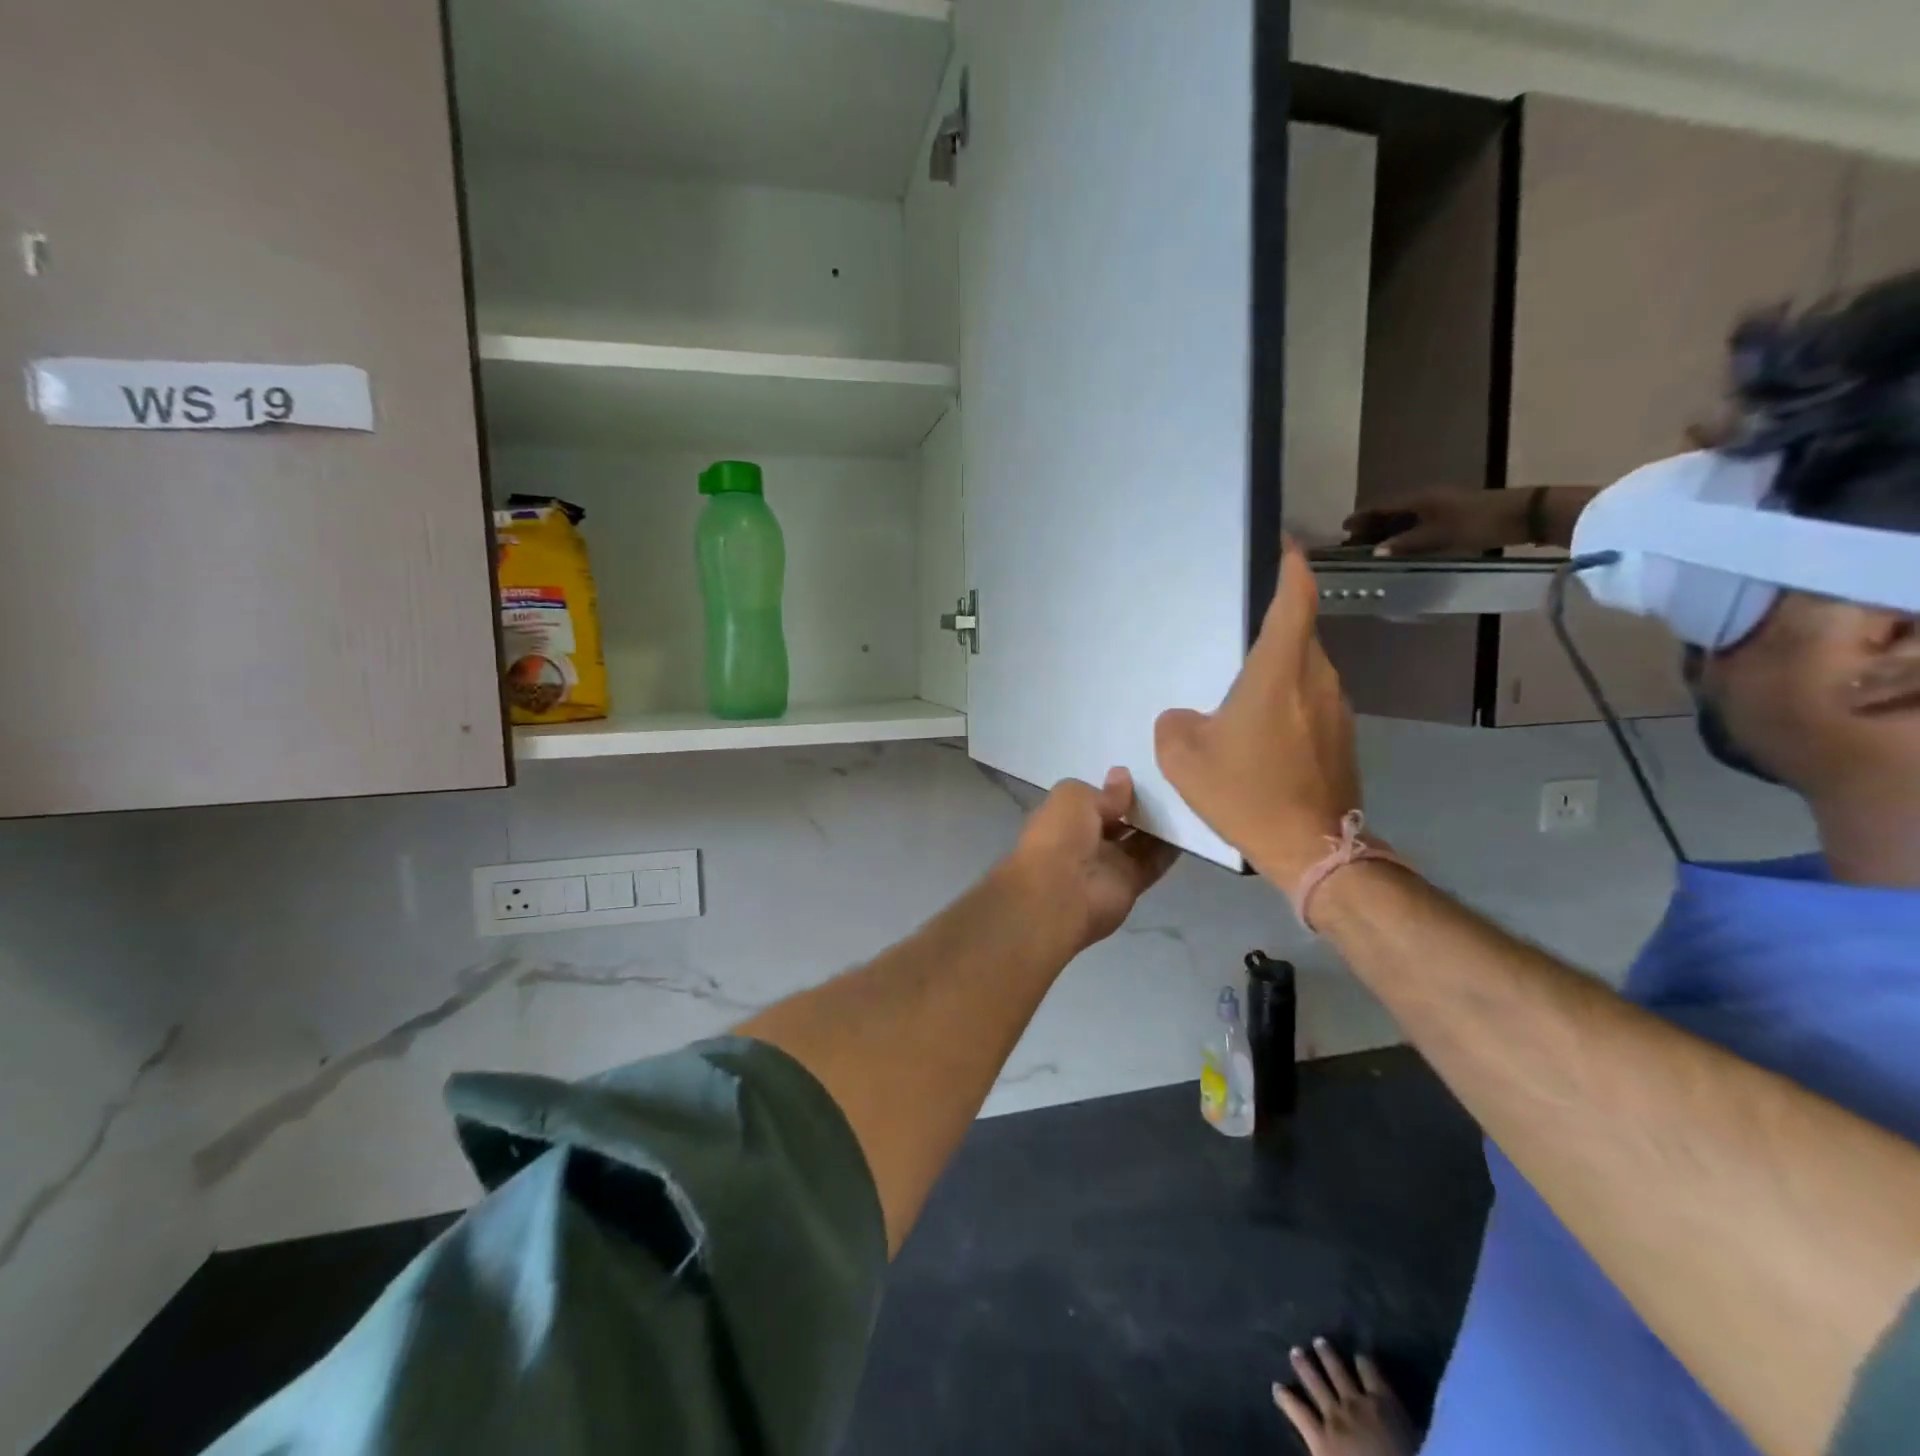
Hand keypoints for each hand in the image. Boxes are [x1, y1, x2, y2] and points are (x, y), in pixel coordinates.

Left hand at [1000, 768, 1177, 951]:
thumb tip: (1122, 777)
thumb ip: (1103, 791)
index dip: (1112, 788)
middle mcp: (1085, 840)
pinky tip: (1190, 825)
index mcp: (1064, 817)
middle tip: (1169, 785)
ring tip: (1184, 800)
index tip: (1140, 772)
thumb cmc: (1060, 835)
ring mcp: (1108, 863)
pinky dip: (1170, 848)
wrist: (1061, 892)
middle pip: (1117, 820)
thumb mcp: (1074, 797)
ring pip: (1138, 841)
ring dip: (1157, 825)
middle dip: (1137, 805)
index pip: (1091, 800)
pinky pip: (1154, 861)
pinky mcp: (1130, 883)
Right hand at [1154, 540, 1360, 887]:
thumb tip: (1186, 717)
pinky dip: (1289, 702)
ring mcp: (1337, 708)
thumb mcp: (1184, 758)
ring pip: (1306, 670)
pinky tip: (1263, 732)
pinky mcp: (1343, 736)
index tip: (1287, 546)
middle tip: (1238, 636)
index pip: (1295, 602)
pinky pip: (1311, 701)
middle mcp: (1316, 679)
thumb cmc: (1247, 793)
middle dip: (1275, 626)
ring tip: (1244, 692)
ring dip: (1279, 670)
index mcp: (1279, 672)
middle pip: (1299, 635)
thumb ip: (1175, 724)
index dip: (1292, 568)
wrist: (1313, 848)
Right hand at [1274, 1339, 1415, 1455]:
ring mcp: (1360, 1403)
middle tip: (1295, 1350)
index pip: (1296, 1411)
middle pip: (1314, 1383)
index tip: (1276, 1386)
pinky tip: (1360, 1357)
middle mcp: (1335, 1414)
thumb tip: (1312, 1448)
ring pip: (1337, 1370)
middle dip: (1304, 1366)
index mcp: (1323, 1441)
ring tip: (1320, 1342)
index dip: (1284, 1398)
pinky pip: (1370, 1373)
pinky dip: (1363, 1363)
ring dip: (1327, 1356)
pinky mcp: (1384, 1400)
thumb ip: (1320, 1455)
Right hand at [1342, 486, 1528, 555]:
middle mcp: (1426, 499)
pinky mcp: (1452, 515)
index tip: (1344, 528)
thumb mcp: (1439, 535)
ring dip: (1387, 530)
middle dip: (1371, 525)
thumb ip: (1406, 543)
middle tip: (1353, 542)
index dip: (1362, 516)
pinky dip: (1404, 532)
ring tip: (1372, 546)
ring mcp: (1440, 506)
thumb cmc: (1478, 522)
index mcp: (1420, 499)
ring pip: (1405, 517)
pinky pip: (1418, 522)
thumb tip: (1375, 551)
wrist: (1523, 515)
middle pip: (1391, 511)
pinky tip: (1401, 544)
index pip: (1382, 506)